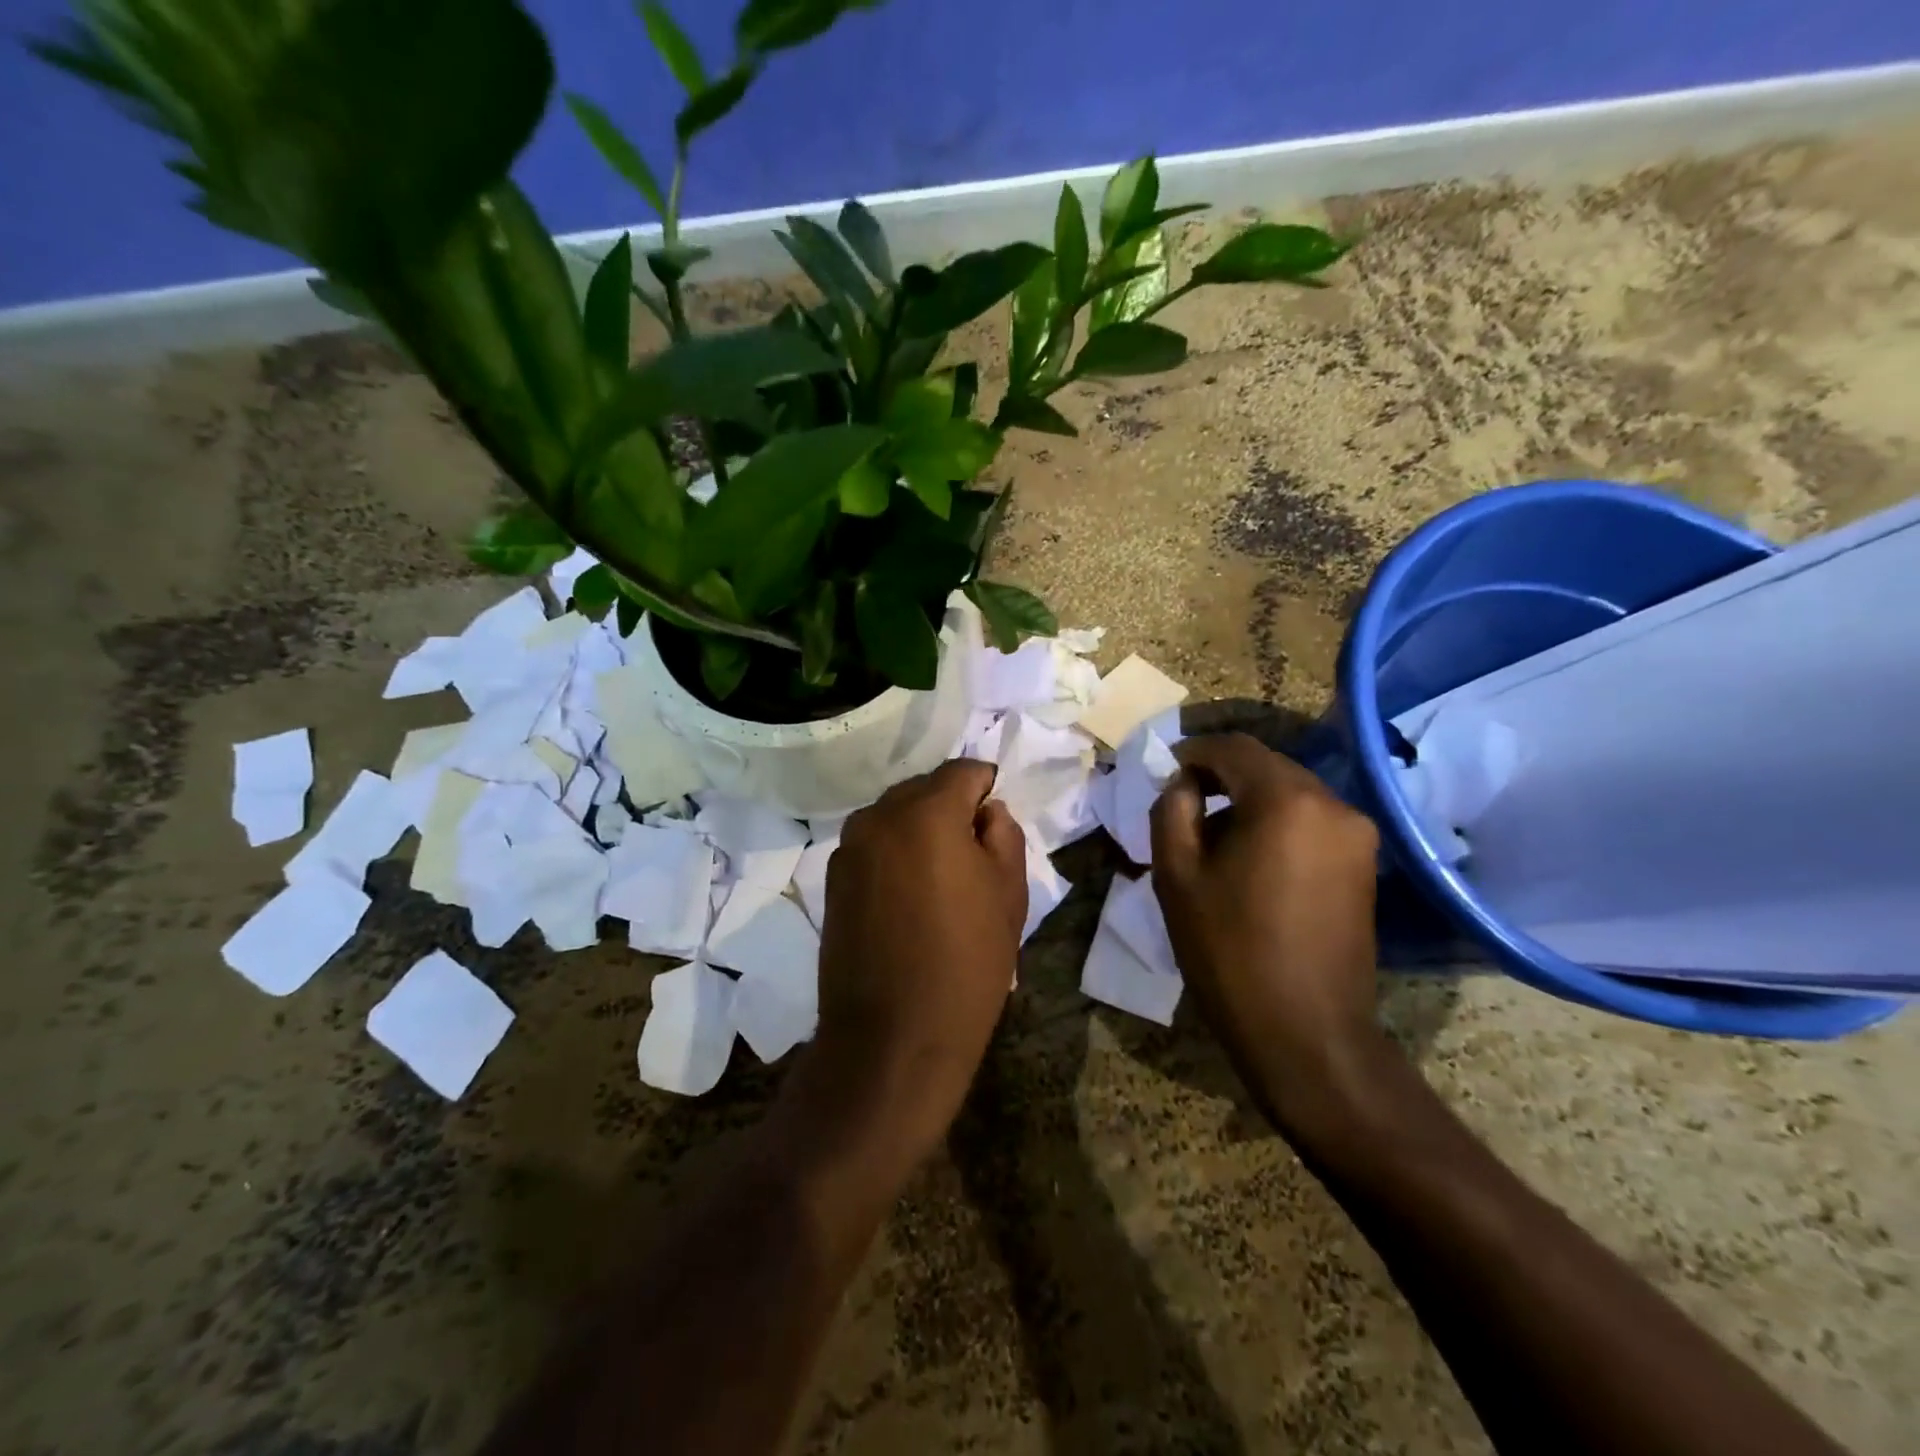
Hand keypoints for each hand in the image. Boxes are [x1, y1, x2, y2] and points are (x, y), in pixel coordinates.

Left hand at [811, 759, 1026, 1154]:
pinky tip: (909, 895)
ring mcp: (849, 847)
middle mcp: (879, 816)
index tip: (995, 820)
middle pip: (924, 788)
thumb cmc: (966, 963)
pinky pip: (874, 845)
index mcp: (927, 811)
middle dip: (951, 806)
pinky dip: (895, 852)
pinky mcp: (833, 878)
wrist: (892, 1036)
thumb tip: (985, 811)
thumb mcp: (1009, 893)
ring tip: (941, 877)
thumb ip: (1003, 833)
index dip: (986, 787)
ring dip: (920, 829)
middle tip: (973, 851)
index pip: (963, 771)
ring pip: (895, 815)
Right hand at [1150, 733, 1387, 1131]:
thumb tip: (1183, 784)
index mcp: (1285, 800)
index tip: (1165, 771)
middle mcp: (1332, 804)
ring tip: (1213, 840)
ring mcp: (1356, 835)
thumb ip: (1172, 810)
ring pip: (1290, 794)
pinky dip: (1276, 824)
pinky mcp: (1365, 865)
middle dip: (1221, 777)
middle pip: (1267, 767)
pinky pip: (1311, 822)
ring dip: (1249, 802)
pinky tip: (1251, 861)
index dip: (1194, 752)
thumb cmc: (1229, 950)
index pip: (1234, 748)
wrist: (1305, 1032)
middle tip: (1183, 804)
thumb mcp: (1177, 875)